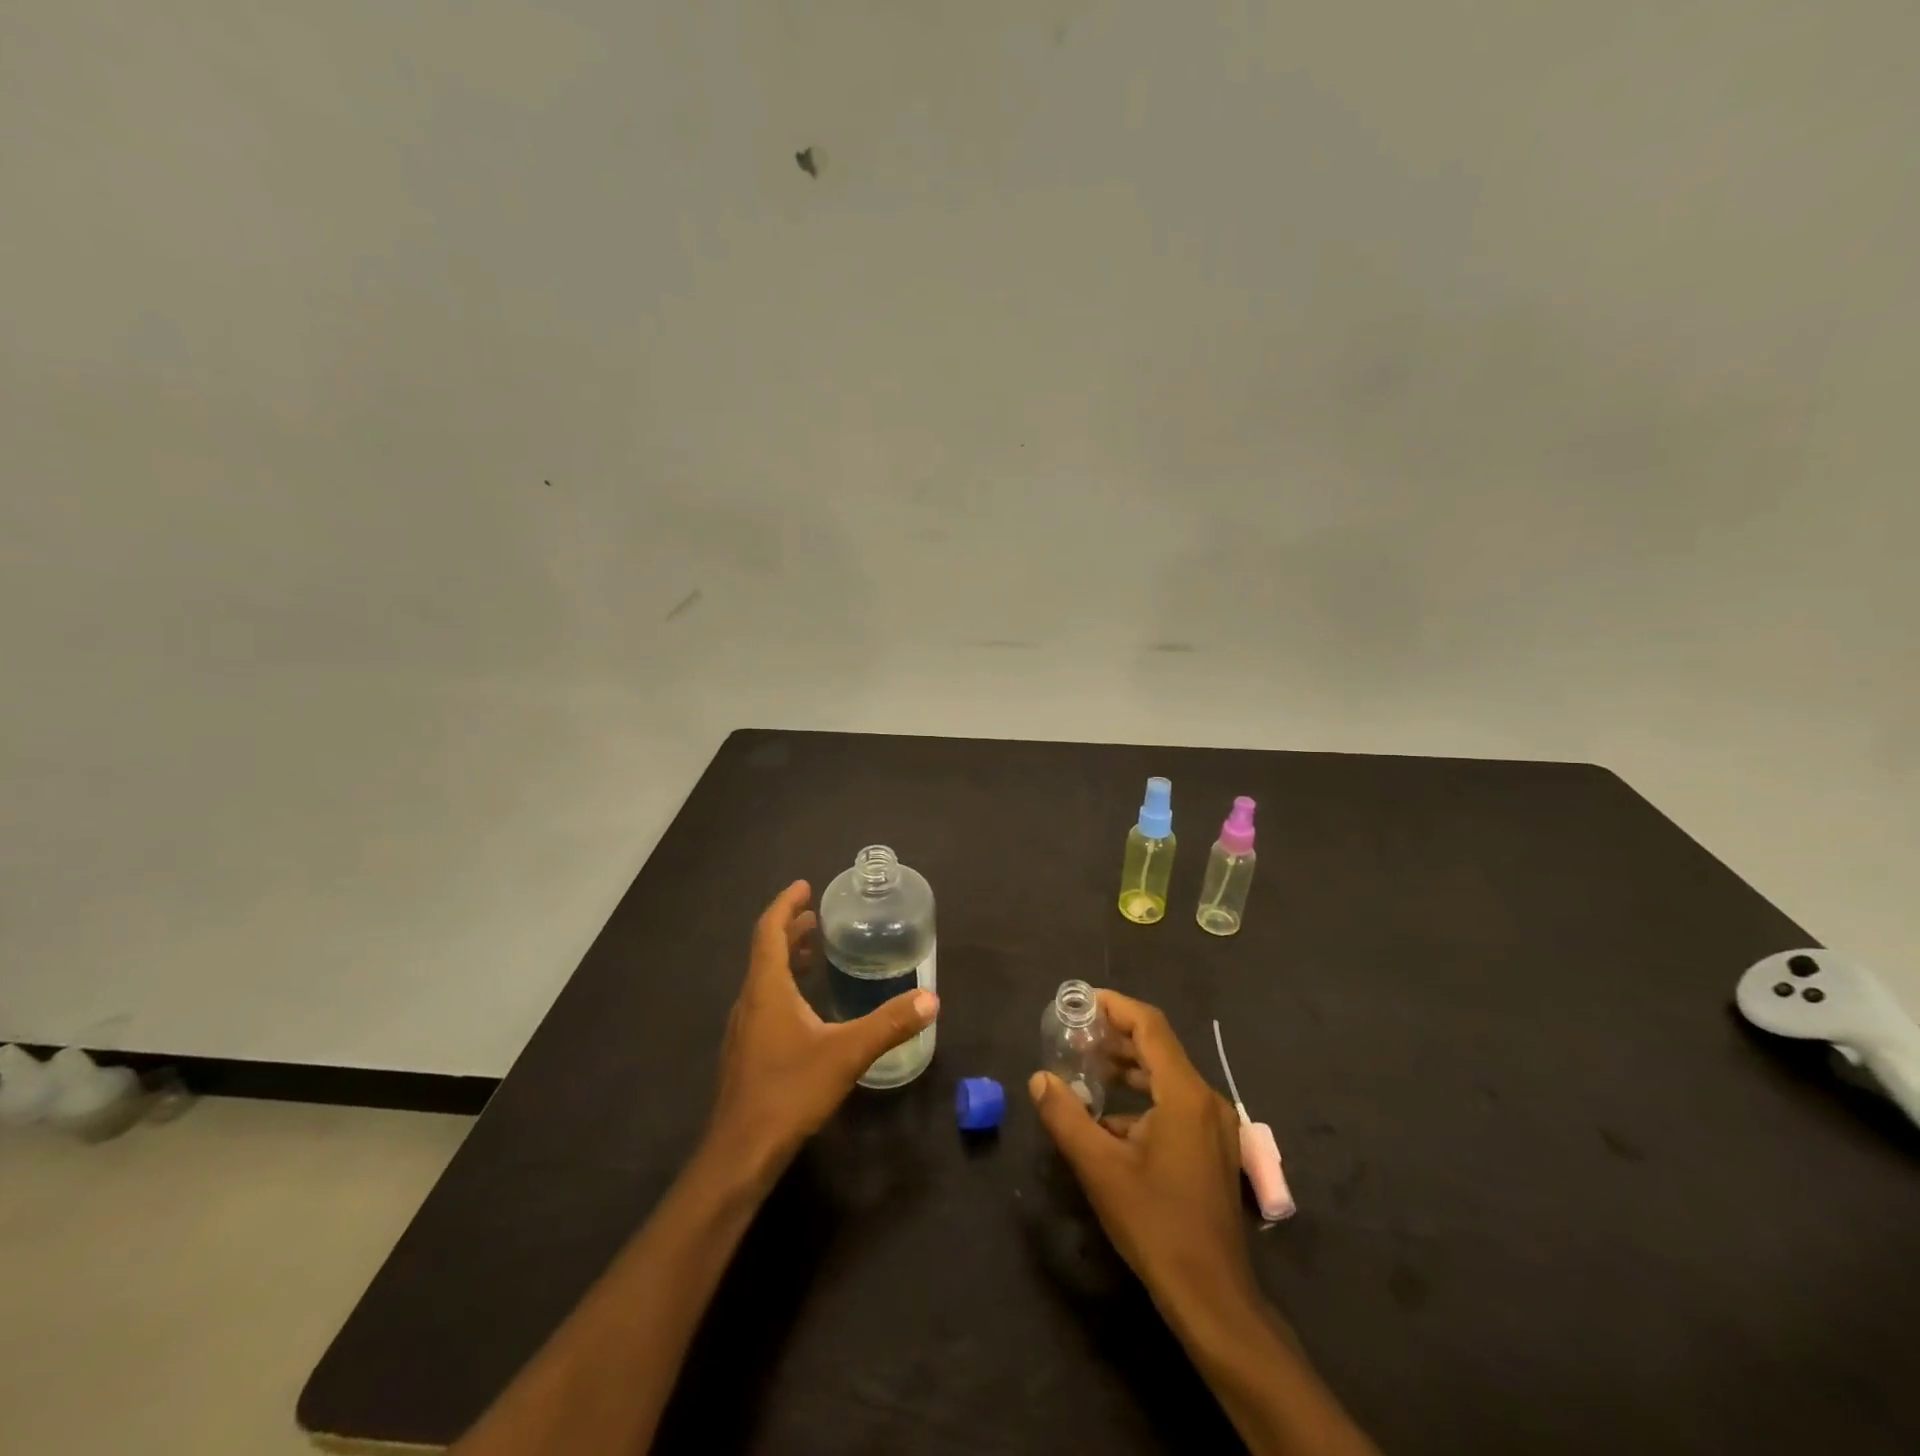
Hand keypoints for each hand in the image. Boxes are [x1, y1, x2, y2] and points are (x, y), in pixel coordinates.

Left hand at [708, 880, 939, 1184]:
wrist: (740, 1153)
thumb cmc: (789, 1092)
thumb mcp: (846, 1053)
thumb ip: (888, 1024)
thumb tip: (929, 999)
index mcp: (766, 988)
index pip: (769, 931)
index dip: (785, 904)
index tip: (804, 886)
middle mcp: (749, 1001)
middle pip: (765, 951)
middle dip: (789, 928)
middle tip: (817, 917)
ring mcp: (744, 1029)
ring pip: (763, 978)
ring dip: (786, 958)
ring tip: (813, 952)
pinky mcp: (746, 1052)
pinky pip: (765, 1002)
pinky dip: (784, 986)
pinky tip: (807, 1007)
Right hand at [1029, 990, 1252, 1308]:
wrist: (1213, 1296)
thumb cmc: (1156, 1224)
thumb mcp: (1100, 1169)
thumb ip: (1066, 1117)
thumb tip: (1039, 1078)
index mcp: (1185, 1094)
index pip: (1149, 1026)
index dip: (1115, 1006)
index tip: (1081, 1001)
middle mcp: (1206, 1099)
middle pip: (1158, 1048)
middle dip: (1116, 1036)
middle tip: (1075, 1034)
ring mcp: (1214, 1125)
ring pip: (1167, 1077)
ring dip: (1128, 1068)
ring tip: (1087, 1068)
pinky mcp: (1212, 1148)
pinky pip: (1175, 1103)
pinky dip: (1143, 1098)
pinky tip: (1110, 1120)